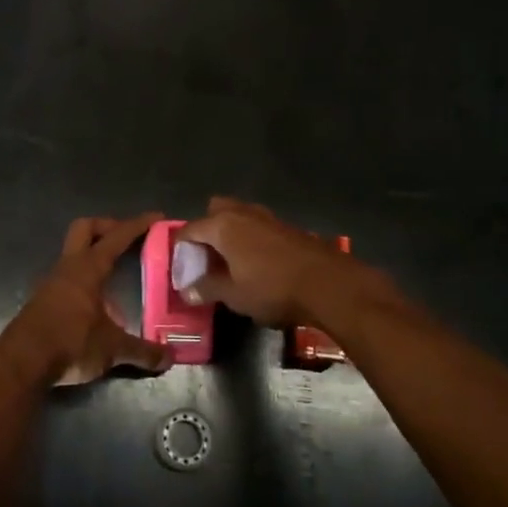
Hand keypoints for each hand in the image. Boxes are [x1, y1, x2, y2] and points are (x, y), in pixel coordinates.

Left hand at [0, 214, 174, 388]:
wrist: (21, 363)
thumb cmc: (70, 343)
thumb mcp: (112, 348)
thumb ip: (142, 351)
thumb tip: (170, 358)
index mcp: (88, 268)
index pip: (116, 237)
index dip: (137, 225)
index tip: (156, 217)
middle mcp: (68, 267)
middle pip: (85, 228)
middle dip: (107, 226)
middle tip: (127, 238)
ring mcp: (51, 282)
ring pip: (73, 253)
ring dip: (93, 254)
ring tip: (115, 274)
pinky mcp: (41, 300)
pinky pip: (66, 277)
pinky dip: (83, 279)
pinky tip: (96, 304)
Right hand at [177, 197, 364, 328]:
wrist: (328, 284)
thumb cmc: (272, 288)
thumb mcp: (234, 295)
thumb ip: (208, 289)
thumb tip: (187, 291)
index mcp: (222, 226)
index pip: (189, 230)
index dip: (180, 248)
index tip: (179, 267)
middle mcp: (242, 213)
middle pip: (214, 211)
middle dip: (206, 229)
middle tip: (206, 256)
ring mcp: (267, 217)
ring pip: (238, 215)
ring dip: (230, 232)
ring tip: (229, 260)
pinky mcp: (286, 227)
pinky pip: (257, 226)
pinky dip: (249, 238)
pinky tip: (255, 262)